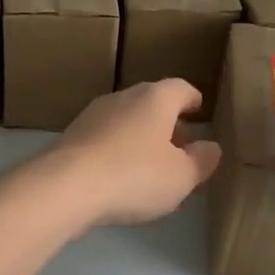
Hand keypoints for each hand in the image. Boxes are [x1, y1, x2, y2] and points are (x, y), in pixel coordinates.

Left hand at [42, 80, 221, 227]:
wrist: (64, 186)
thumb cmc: (134, 175)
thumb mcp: (181, 176)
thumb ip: (201, 161)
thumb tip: (210, 147)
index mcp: (155, 98)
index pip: (180, 88)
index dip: (192, 99)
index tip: (198, 109)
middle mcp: (122, 97)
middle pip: (151, 103)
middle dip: (167, 122)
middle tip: (180, 146)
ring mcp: (92, 115)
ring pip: (125, 120)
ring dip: (141, 138)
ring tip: (151, 166)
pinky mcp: (71, 137)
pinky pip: (104, 139)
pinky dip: (117, 151)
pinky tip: (120, 176)